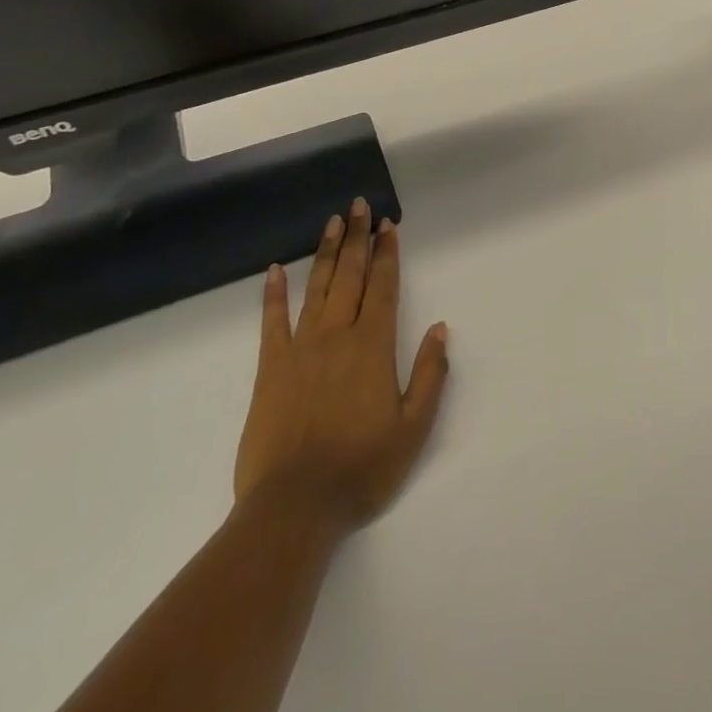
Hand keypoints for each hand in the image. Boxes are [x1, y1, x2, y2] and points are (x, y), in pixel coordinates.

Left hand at [234, 198, 449, 537]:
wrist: (294, 507)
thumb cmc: (361, 468)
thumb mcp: (413, 427)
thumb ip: (429, 374)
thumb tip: (440, 328)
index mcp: (373, 347)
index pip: (384, 287)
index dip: (387, 253)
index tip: (389, 225)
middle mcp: (338, 336)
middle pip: (350, 276)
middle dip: (358, 238)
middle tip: (360, 205)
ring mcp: (300, 349)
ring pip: (316, 288)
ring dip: (325, 252)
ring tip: (332, 222)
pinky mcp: (270, 368)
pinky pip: (272, 322)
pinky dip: (273, 294)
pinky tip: (273, 271)